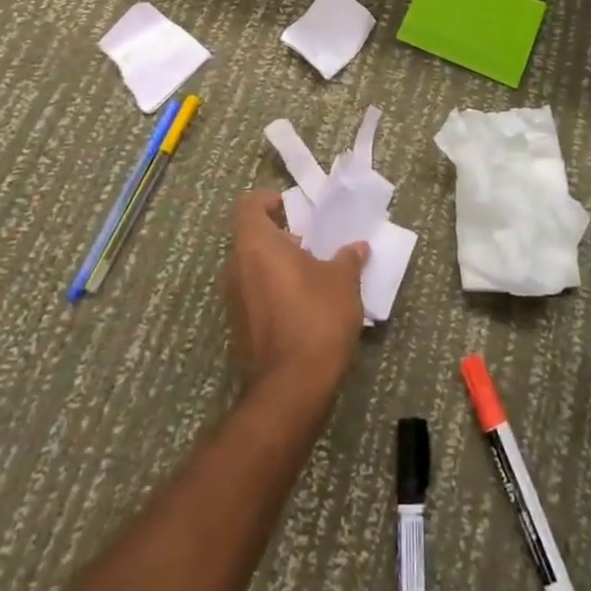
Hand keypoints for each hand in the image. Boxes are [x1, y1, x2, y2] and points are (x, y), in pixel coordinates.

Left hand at [221, 190, 368, 402]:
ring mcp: (233, 301)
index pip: (249, 206)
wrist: (291, 388)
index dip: (268, 201)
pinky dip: (273, 292)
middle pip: (250, 238)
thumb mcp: (343, 281)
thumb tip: (357, 248)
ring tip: (311, 275)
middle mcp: (236, 268)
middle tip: (309, 243)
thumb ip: (348, 258)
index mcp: (256, 245)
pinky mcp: (238, 329)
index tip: (292, 209)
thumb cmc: (316, 317)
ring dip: (276, 266)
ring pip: (251, 268)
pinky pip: (253, 296)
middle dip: (278, 236)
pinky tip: (303, 306)